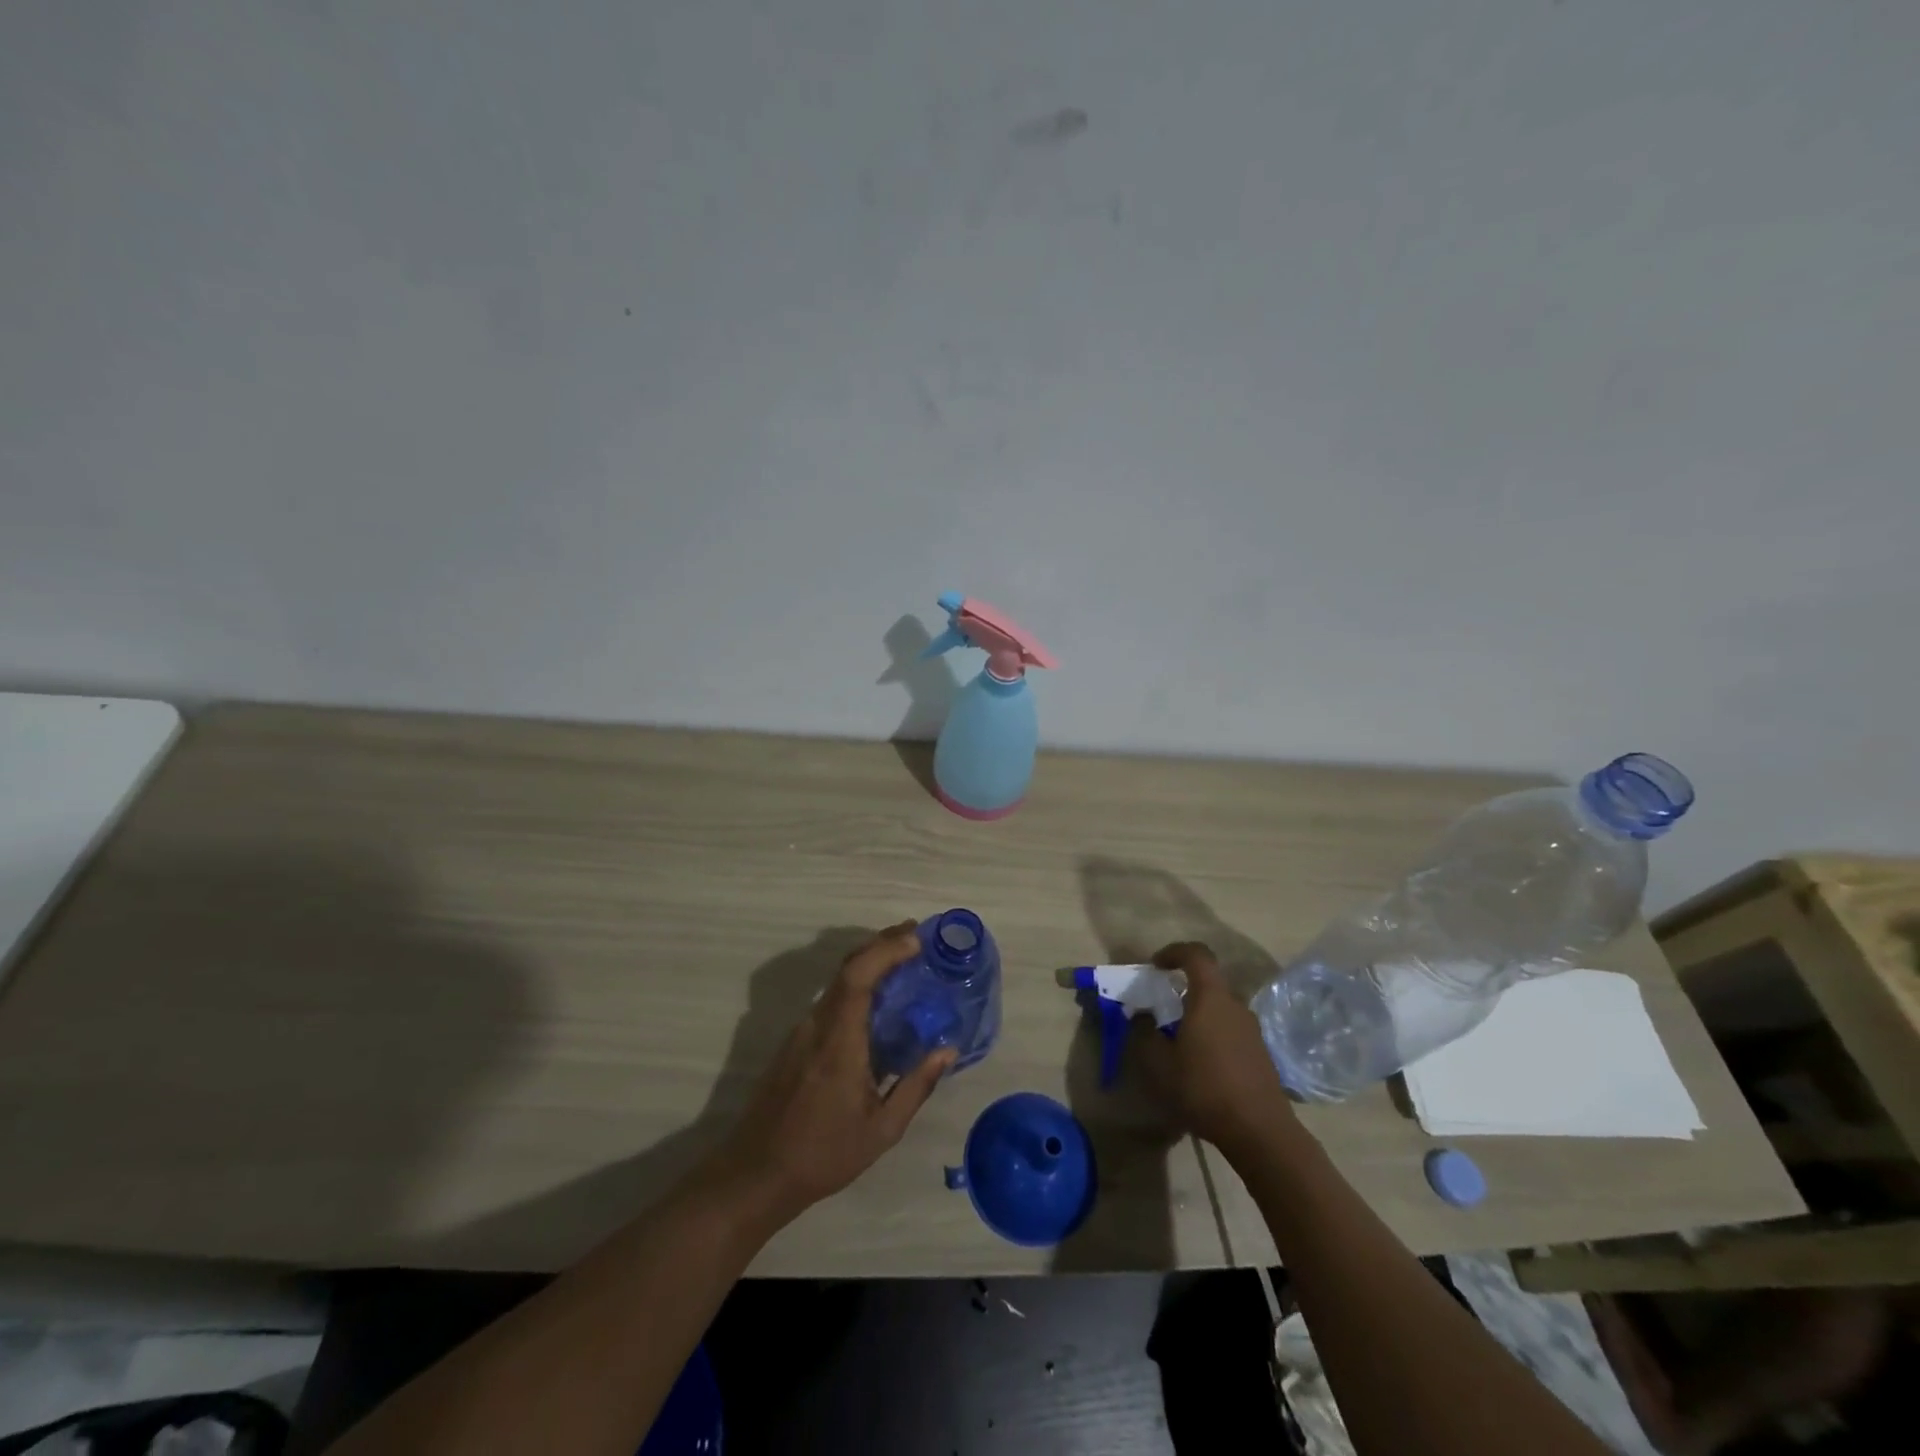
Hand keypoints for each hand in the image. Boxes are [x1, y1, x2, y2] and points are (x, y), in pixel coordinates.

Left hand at [712, 923, 956, 1221]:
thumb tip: (948, 1050)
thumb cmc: (823, 1154)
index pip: (858, 975)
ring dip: (868, 963)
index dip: (886, 949)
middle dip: (881, 945)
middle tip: (915, 936)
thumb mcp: (881, 1130)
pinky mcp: (795, 1042)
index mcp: (839, 1040)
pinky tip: (876, 1001)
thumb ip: (916, 1086)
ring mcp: (801, 1031)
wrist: (756, 1173)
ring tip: (903, 963)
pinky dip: (856, 986)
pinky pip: (830, 1000)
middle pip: (847, 967)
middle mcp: (816, 1024)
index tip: (916, 938)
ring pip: (837, 982)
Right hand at [1130, 942, 1296, 1159]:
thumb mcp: (1159, 1063)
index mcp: (1210, 998)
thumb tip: (1142, 1016)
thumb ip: (1145, 1033)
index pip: (1196, 954)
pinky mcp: (1260, 1052)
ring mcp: (1252, 1029)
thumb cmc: (1203, 1088)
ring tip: (1179, 1041)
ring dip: (1198, 1015)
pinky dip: (1213, 1034)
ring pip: (1219, 1008)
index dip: (1174, 952)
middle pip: (1208, 983)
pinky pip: (1230, 1030)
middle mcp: (1235, 1005)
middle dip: (1183, 989)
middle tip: (1162, 1009)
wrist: (1259, 1131)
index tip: (1156, 966)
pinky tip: (1201, 1064)